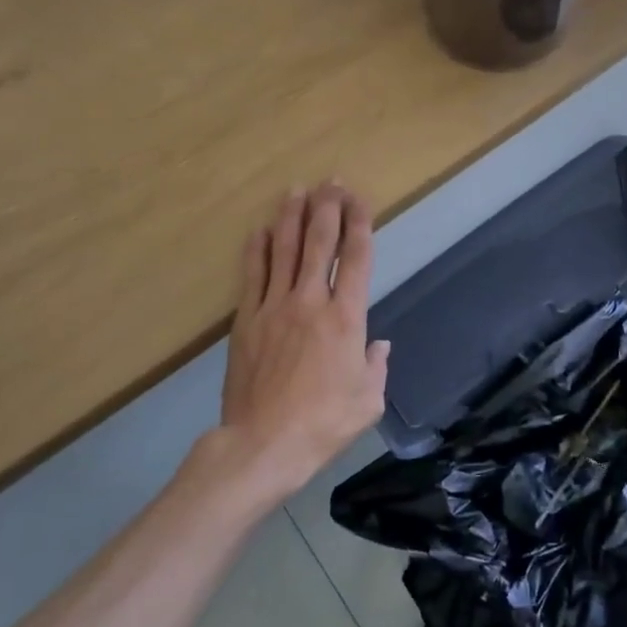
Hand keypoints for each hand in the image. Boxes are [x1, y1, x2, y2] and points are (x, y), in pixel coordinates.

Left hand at [218, 184, 390, 502]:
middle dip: (327, 207)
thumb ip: (377, 366)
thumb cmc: (323, 424)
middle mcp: (310, 301)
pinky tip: (259, 229)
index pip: (356, 258)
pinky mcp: (246, 319)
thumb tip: (379, 345)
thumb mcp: (368, 401)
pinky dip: (256, 248)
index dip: (360, 224)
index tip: (360, 200)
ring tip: (296, 190)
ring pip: (283, 249)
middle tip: (331, 183)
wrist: (263, 443)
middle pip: (319, 242)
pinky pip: (252, 274)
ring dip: (291, 216)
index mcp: (346, 318)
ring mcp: (274, 307)